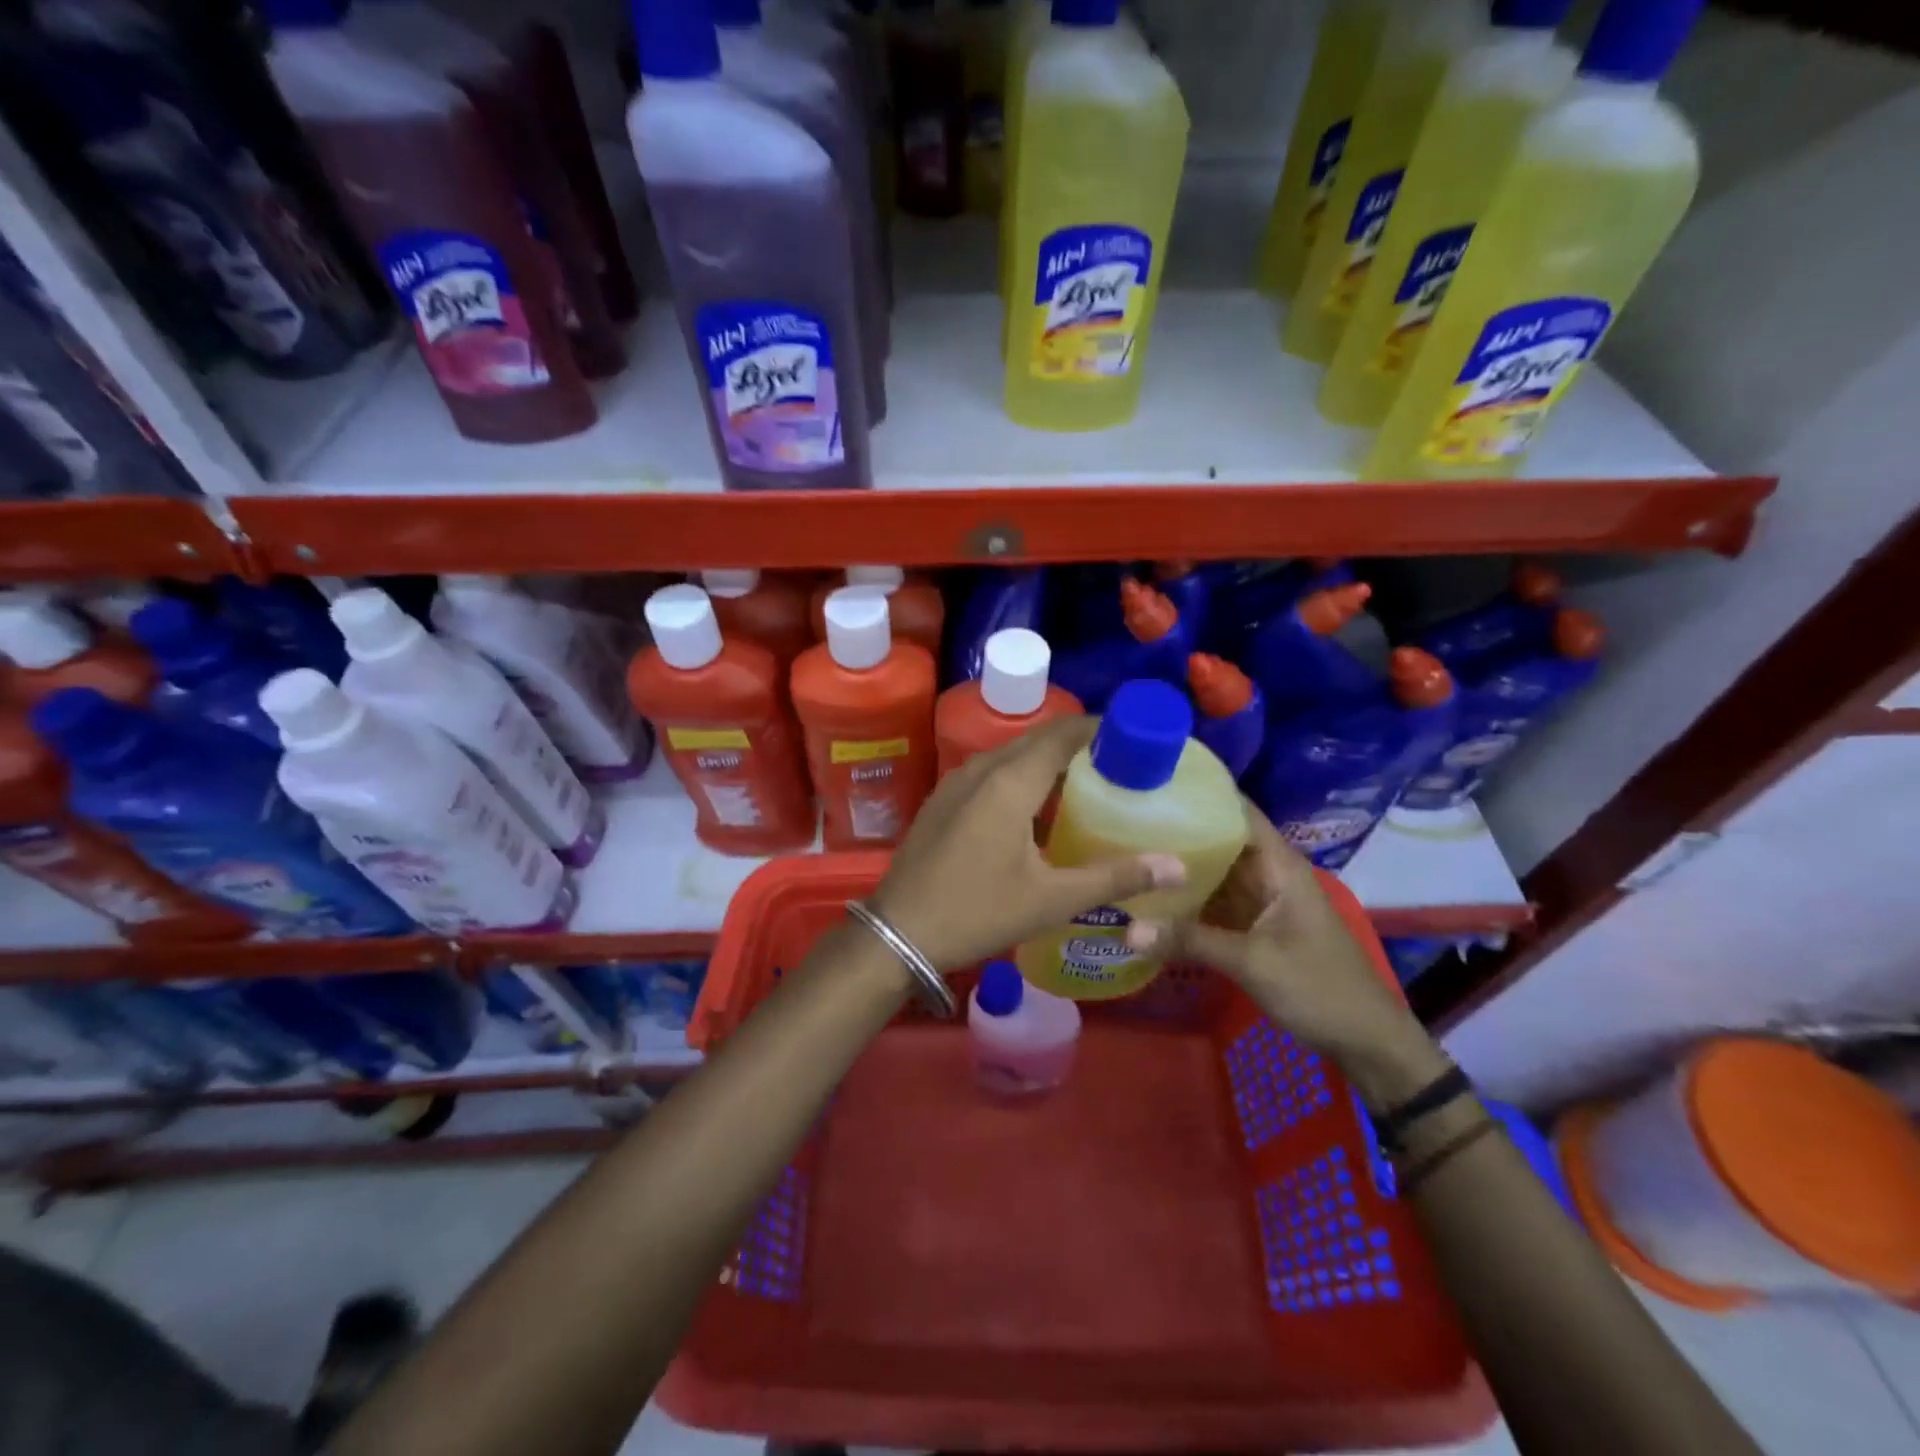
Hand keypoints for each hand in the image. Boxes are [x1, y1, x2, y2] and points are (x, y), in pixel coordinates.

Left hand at [868, 717, 1185, 970]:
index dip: (1099, 728)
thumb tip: (1177, 865)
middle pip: (1037, 739)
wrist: (898, 932)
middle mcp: (982, 769)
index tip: (1133, 736)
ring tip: (1085, 780)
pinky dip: (1021, 774)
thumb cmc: (978, 911)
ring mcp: (956, 782)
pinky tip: (1036, 805)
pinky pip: (991, 771)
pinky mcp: (943, 799)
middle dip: (1078, 742)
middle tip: (1119, 762)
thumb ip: (1115, 878)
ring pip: (1011, 754)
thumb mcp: (1051, 899)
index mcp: (1010, 782)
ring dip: (1048, 759)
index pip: (1063, 734)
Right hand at [1125, 801, 1436, 1094]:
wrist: (1366, 1042)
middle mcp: (1268, 874)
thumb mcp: (1252, 962)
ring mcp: (1261, 901)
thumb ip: (1190, 941)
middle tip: (1122, 816)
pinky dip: (1188, 898)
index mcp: (1278, 865)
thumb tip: (1127, 929)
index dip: (1202, 792)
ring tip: (1126, 847)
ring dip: (1180, 865)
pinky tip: (1151, 896)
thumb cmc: (1319, 988)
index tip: (1155, 780)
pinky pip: (1215, 902)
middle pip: (1220, 839)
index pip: (1238, 810)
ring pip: (1215, 872)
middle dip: (1178, 828)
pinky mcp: (1253, 927)